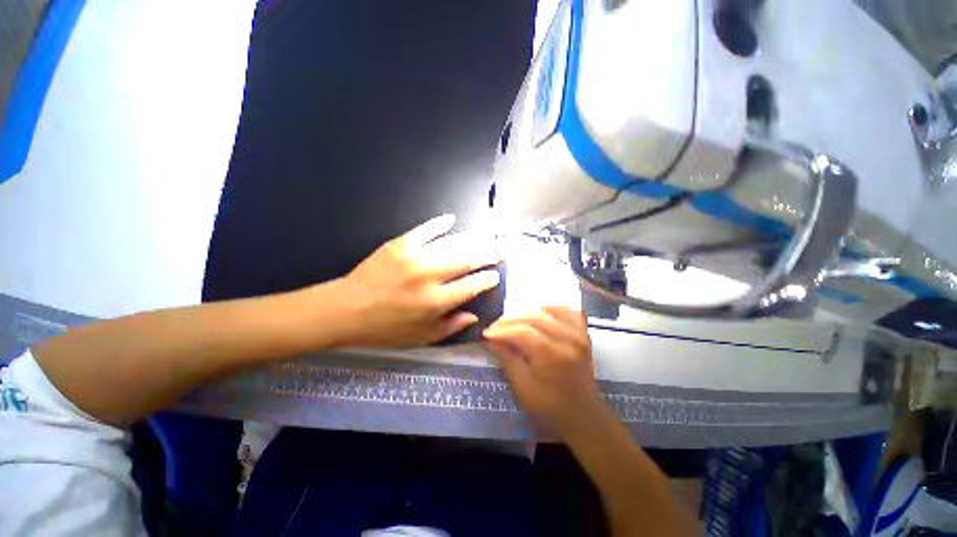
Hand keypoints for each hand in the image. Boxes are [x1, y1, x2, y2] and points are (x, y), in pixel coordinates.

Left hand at [331, 214, 501, 347]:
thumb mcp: (420, 338)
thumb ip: (450, 327)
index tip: (495, 275)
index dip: (487, 279)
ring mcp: (414, 257)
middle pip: (466, 261)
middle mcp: (429, 277)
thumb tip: (474, 316)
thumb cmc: (384, 329)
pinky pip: (424, 230)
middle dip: (487, 254)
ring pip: (451, 244)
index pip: (471, 286)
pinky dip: (439, 224)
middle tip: (500, 248)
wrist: (346, 309)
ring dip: (471, 239)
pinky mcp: (399, 244)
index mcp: (435, 302)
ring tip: (485, 235)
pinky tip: (451, 219)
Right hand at [483, 307, 600, 436]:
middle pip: (533, 317)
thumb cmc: (549, 407)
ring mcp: (578, 334)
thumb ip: (508, 357)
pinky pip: (567, 311)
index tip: (487, 333)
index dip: (502, 330)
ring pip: (548, 310)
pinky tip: (540, 313)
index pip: (522, 331)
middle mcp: (567, 338)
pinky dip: (551, 309)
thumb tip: (492, 338)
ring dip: (527, 312)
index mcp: (552, 355)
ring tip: (513, 321)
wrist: (583, 415)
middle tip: (495, 327)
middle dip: (510, 320)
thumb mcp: (522, 386)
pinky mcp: (584, 333)